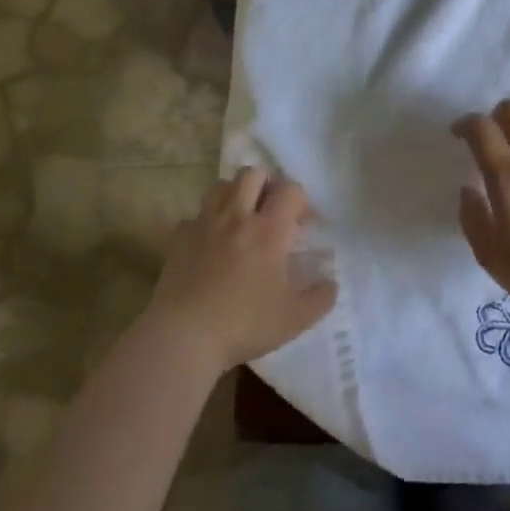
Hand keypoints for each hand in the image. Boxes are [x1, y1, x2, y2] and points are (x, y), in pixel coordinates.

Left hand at [145, 168, 336, 373]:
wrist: (184, 337)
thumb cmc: (245, 324)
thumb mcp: (296, 318)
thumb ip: (321, 297)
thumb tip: (331, 281)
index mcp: (269, 230)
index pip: (290, 190)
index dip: (302, 201)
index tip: (305, 223)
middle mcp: (236, 216)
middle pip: (252, 173)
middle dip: (267, 184)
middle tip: (272, 210)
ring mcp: (204, 223)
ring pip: (221, 185)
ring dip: (236, 194)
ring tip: (242, 218)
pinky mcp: (179, 237)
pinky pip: (196, 215)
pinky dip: (207, 221)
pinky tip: (211, 243)